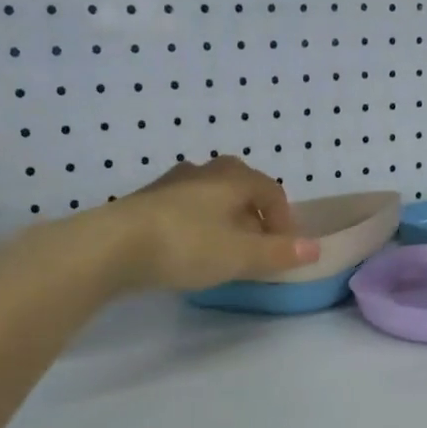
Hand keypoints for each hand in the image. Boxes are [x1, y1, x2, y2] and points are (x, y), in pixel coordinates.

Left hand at [101, 157, 319, 291]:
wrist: (112, 246)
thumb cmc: (186, 245)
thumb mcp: (240, 255)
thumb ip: (278, 253)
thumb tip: (315, 248)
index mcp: (233, 178)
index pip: (272, 192)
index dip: (284, 221)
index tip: (284, 250)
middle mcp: (204, 172)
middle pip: (241, 189)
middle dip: (254, 217)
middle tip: (256, 248)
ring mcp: (171, 184)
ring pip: (211, 198)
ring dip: (225, 222)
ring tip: (223, 253)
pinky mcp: (146, 202)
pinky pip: (185, 209)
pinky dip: (198, 226)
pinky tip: (188, 251)